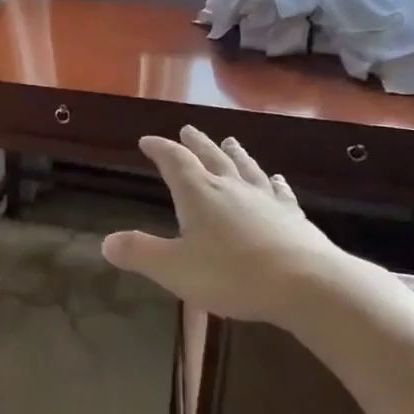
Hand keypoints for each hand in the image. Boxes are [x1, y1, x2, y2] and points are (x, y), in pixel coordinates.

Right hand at [102, 127, 380, 328]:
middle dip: (196, 143)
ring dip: (235, 153)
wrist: (306, 284)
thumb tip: (106, 242)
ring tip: (230, 140)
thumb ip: (140, 253)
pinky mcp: (292, 217)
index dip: (159, 149)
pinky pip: (279, 192)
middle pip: (211, 157)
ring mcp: (265, 200)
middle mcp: (231, 187)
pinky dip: (273, 183)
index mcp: (199, 194)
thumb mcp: (174, 268)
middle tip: (188, 129)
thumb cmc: (232, 274)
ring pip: (246, 168)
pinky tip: (277, 179)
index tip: (147, 140)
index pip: (174, 161)